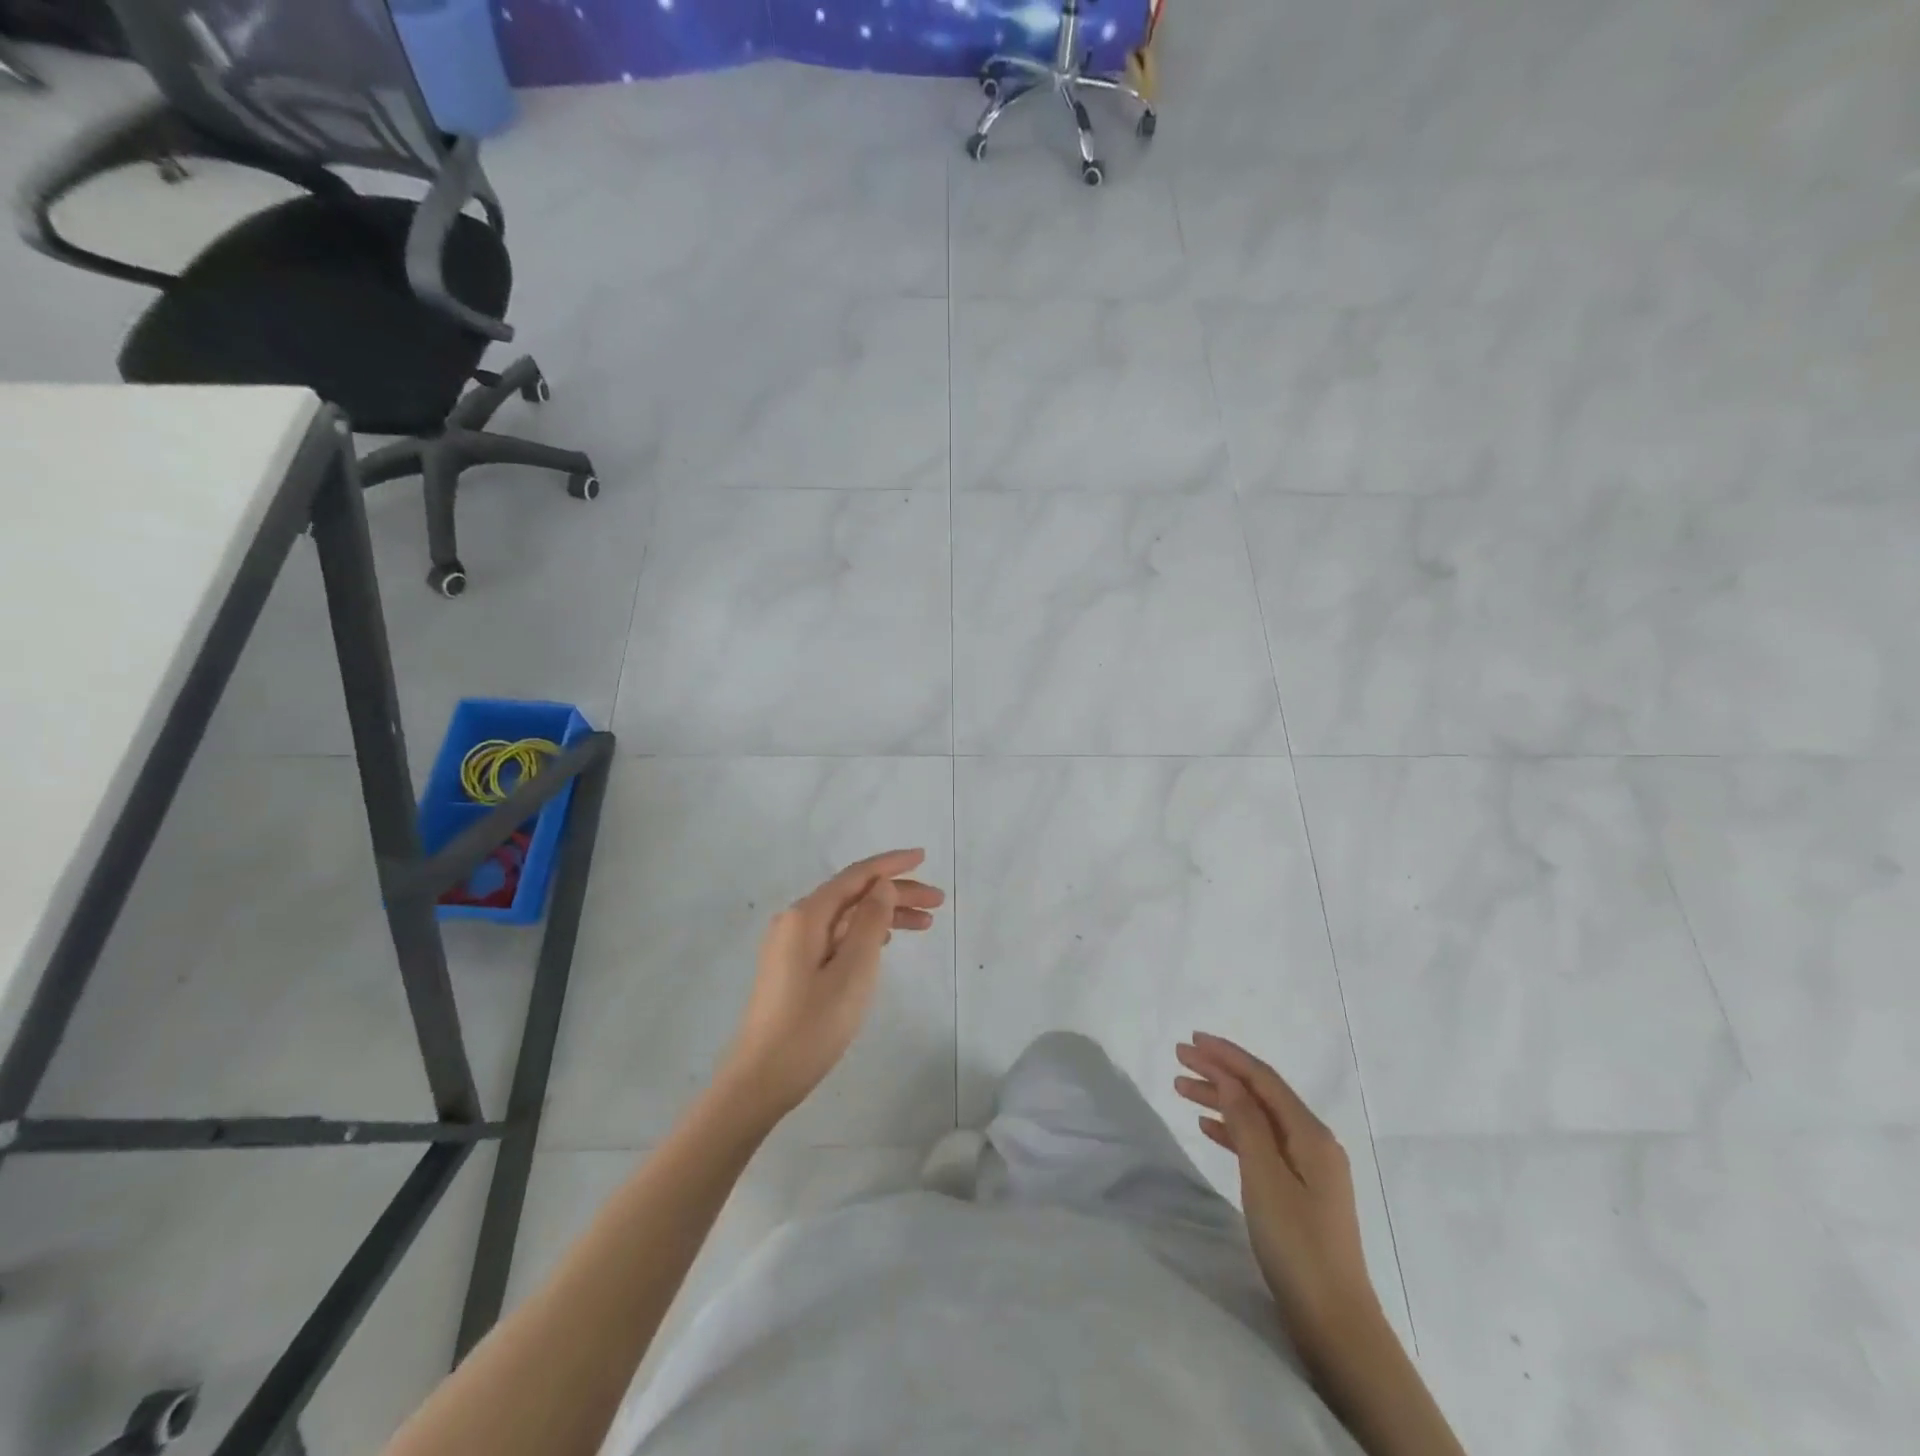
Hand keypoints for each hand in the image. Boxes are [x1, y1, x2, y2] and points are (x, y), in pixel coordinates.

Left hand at [718, 850, 944, 1124]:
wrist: (762, 1079)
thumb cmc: (812, 1025)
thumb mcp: (853, 971)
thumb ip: (871, 922)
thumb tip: (883, 886)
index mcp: (806, 916)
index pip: (856, 876)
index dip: (891, 865)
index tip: (924, 857)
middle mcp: (796, 921)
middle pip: (853, 895)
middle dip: (896, 893)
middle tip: (938, 902)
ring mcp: (792, 945)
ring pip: (847, 917)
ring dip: (885, 915)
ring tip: (925, 924)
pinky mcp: (794, 967)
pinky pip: (837, 936)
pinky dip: (866, 933)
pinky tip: (886, 942)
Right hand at [1175, 1033, 1382, 1368]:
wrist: (1335, 1322)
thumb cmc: (1297, 1245)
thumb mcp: (1265, 1178)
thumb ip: (1246, 1122)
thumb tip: (1227, 1078)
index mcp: (1311, 1134)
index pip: (1263, 1079)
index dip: (1226, 1056)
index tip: (1191, 1041)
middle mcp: (1313, 1142)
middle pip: (1260, 1093)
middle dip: (1220, 1072)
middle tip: (1179, 1058)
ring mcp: (1309, 1168)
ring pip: (1257, 1117)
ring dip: (1222, 1099)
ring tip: (1182, 1088)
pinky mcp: (1299, 1191)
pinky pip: (1261, 1143)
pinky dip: (1233, 1130)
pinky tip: (1209, 1127)